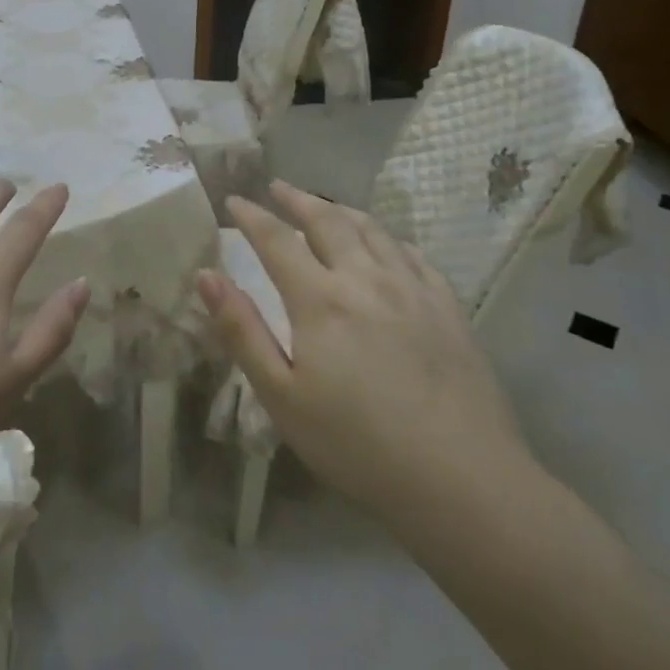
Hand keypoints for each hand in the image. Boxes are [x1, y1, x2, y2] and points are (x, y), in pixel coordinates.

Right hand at [196, 181, 531, 520]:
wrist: (463, 481)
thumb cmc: (357, 445)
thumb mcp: (282, 396)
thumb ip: (241, 331)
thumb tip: (206, 276)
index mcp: (320, 299)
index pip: (277, 240)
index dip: (252, 216)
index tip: (233, 200)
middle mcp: (366, 279)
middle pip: (327, 221)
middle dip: (297, 199)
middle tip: (277, 187)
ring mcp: (413, 290)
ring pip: (372, 231)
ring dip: (341, 210)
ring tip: (324, 205)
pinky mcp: (448, 308)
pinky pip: (413, 254)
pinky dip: (389, 238)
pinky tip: (385, 244)